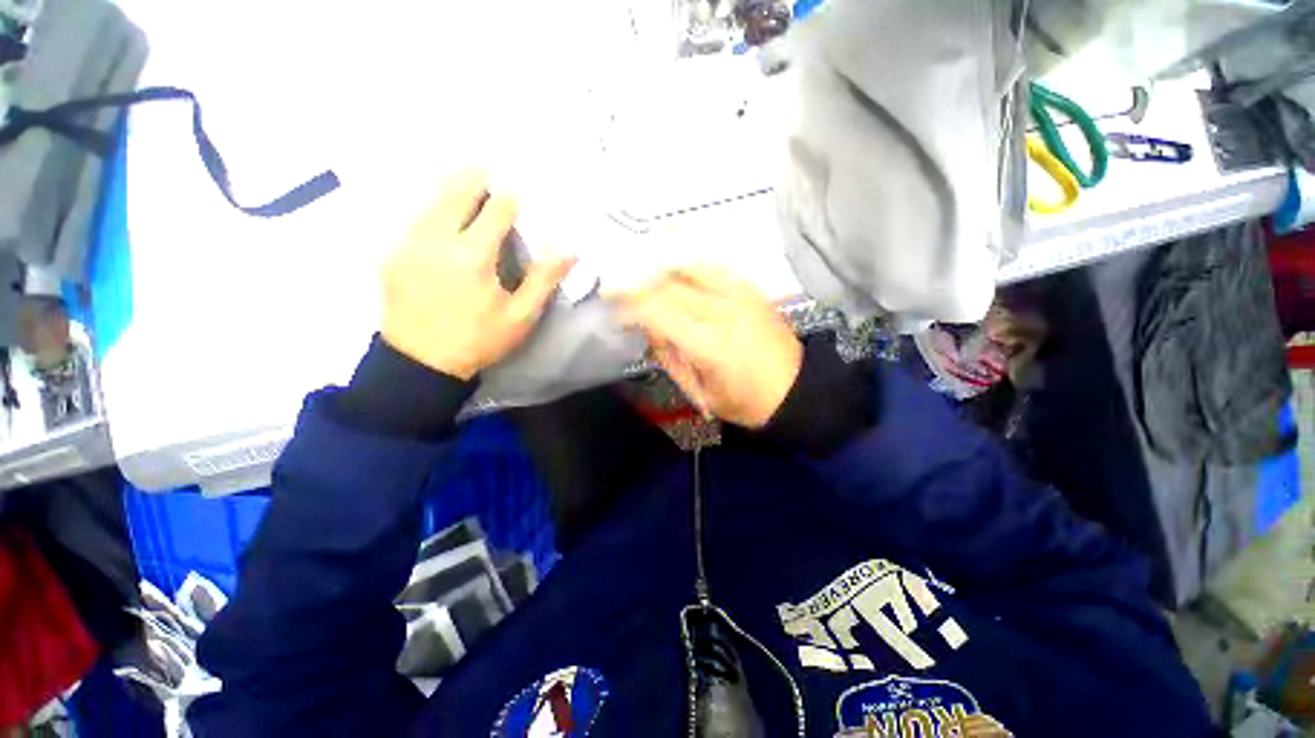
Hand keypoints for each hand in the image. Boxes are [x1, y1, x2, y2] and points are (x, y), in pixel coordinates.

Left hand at [380, 171, 573, 379]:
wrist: (421, 363)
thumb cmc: (479, 340)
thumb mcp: (520, 316)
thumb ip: (543, 280)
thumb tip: (568, 251)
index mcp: (473, 255)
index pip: (495, 209)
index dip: (510, 197)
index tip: (520, 190)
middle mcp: (436, 239)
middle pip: (456, 190)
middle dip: (476, 177)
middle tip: (491, 170)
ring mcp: (408, 243)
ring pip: (430, 199)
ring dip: (452, 188)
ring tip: (469, 184)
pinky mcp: (392, 253)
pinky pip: (415, 218)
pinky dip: (433, 208)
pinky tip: (444, 215)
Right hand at [617, 266, 802, 427]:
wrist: (796, 390)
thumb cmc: (746, 402)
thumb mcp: (700, 392)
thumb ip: (671, 358)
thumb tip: (649, 330)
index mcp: (710, 345)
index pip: (658, 313)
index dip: (630, 310)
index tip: (614, 316)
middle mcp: (724, 312)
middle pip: (669, 286)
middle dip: (636, 287)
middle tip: (616, 293)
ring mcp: (740, 295)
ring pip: (688, 268)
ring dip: (659, 271)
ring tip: (641, 279)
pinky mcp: (750, 289)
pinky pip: (712, 266)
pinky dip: (687, 265)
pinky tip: (673, 269)